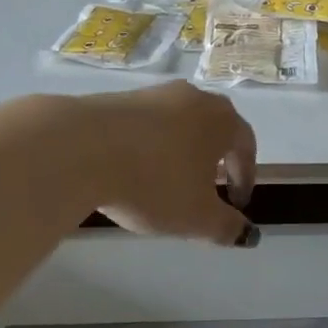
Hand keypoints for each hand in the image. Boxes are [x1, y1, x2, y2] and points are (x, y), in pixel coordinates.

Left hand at [77, 82, 258, 245]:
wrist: (80, 147)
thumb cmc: (153, 182)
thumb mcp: (196, 217)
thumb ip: (227, 227)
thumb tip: (247, 234)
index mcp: (222, 120)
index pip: (246, 145)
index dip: (245, 176)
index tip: (238, 204)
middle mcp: (194, 98)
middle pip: (215, 128)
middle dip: (216, 159)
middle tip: (208, 187)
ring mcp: (155, 93)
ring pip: (180, 123)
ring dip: (181, 151)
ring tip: (168, 180)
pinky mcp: (119, 97)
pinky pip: (148, 123)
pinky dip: (150, 145)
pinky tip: (133, 169)